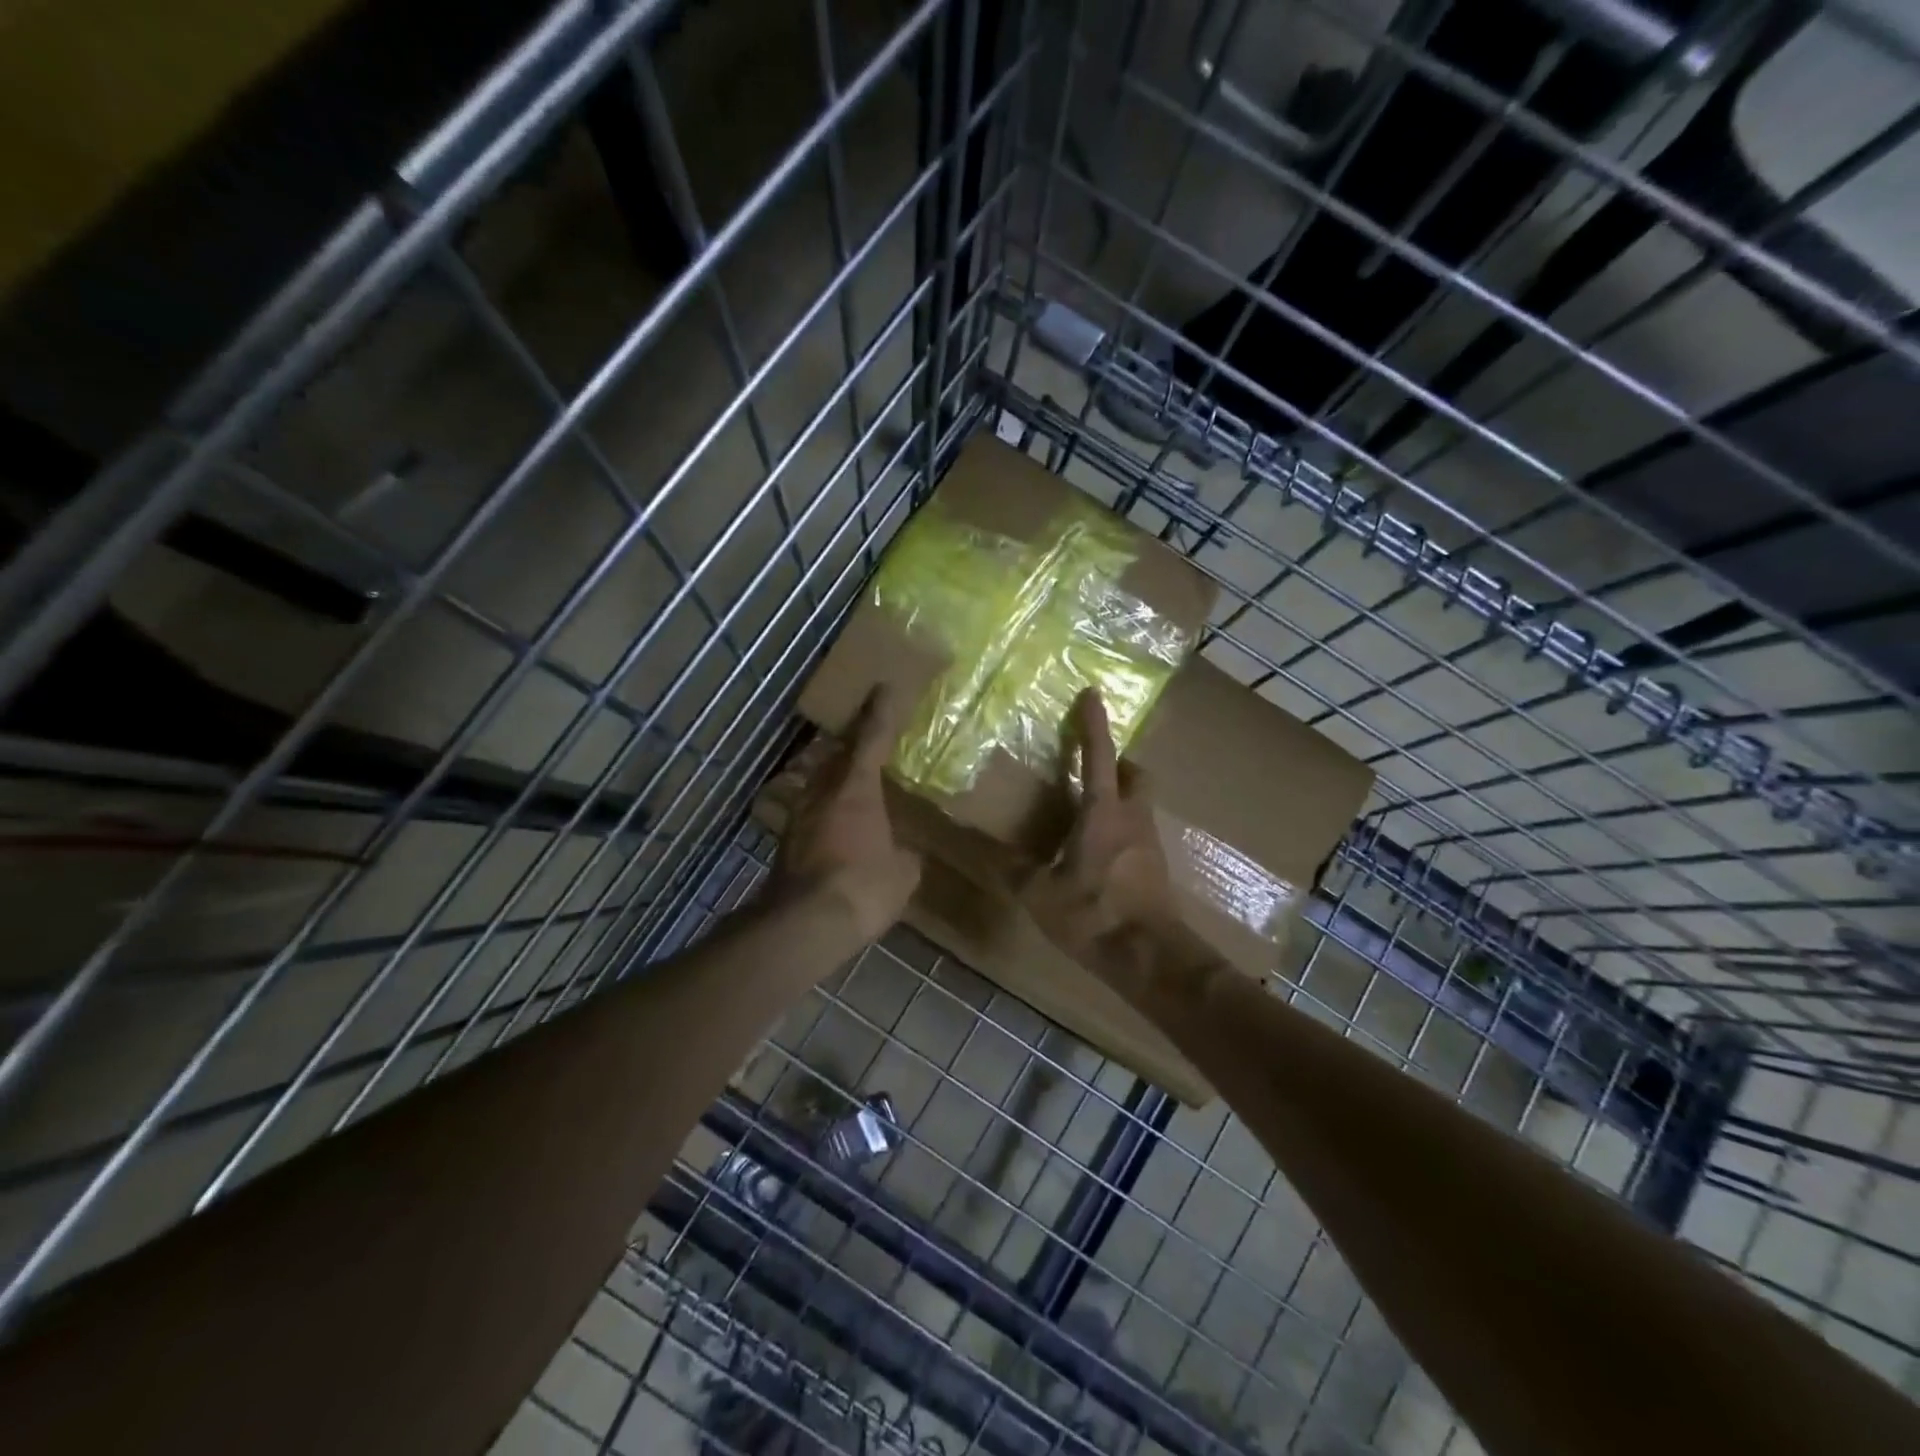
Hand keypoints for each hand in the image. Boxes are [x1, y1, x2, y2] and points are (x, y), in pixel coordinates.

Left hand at [772, 686, 921, 943]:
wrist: (806, 923)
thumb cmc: (863, 886)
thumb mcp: (902, 873)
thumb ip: (905, 855)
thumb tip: (904, 854)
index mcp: (856, 788)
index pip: (870, 739)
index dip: (880, 713)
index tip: (884, 687)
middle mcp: (822, 792)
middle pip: (835, 754)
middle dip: (851, 740)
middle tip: (865, 732)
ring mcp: (799, 816)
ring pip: (817, 781)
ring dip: (833, 773)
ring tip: (850, 776)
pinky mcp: (787, 842)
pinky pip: (811, 810)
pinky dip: (825, 806)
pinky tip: (835, 821)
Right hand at [1021, 688, 1172, 956]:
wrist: (1152, 957)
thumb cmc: (1095, 914)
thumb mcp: (1042, 894)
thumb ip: (1015, 870)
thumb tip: (985, 851)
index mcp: (1103, 813)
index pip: (1099, 756)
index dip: (1094, 724)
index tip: (1093, 694)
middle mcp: (1133, 819)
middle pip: (1137, 774)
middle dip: (1119, 763)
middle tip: (1095, 766)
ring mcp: (1150, 843)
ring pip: (1141, 804)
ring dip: (1122, 796)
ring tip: (1091, 811)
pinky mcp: (1157, 867)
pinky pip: (1140, 832)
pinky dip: (1123, 829)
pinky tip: (1103, 852)